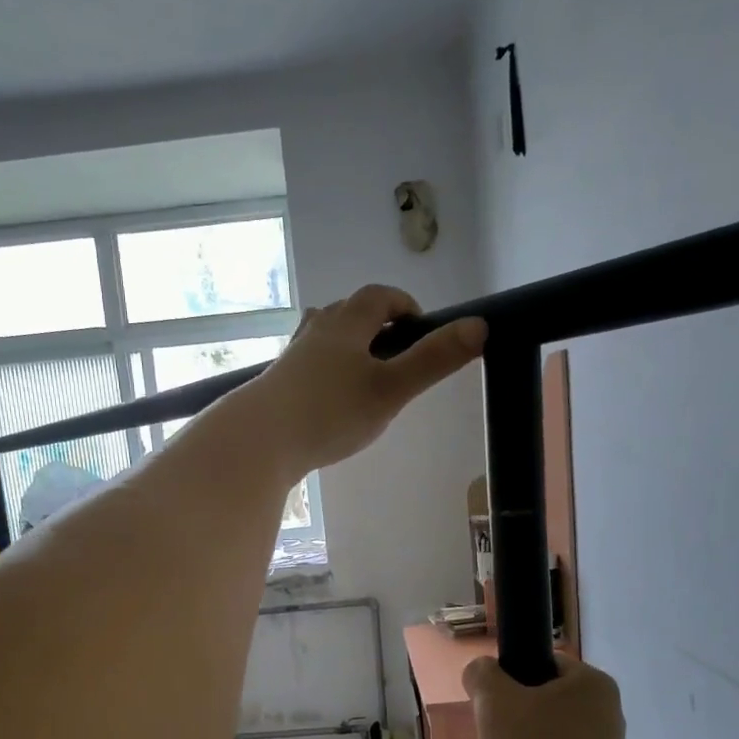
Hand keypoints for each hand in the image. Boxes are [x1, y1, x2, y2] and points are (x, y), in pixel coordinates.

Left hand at [252, 285, 484, 471]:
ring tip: (365, 376)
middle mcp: (315, 332)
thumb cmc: (329, 412)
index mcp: (346, 324)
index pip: (379, 297)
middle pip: (349, 312)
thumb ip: (434, 361)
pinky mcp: (276, 385)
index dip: (404, 305)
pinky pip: (307, 367)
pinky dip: (326, 373)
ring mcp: (291, 358)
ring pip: (324, 338)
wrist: (258, 440)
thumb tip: (479, 326)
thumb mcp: (391, 389)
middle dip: (377, 325)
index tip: (422, 328)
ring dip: (348, 346)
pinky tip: (330, 403)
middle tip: (398, 355)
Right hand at [463, 653, 632, 738]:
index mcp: (593, 682)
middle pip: (539, 698)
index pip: (538, 663)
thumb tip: (482, 671)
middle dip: (512, 718)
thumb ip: (483, 675)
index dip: (507, 683)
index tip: (492, 712)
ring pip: (544, 731)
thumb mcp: (495, 706)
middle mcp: (608, 708)